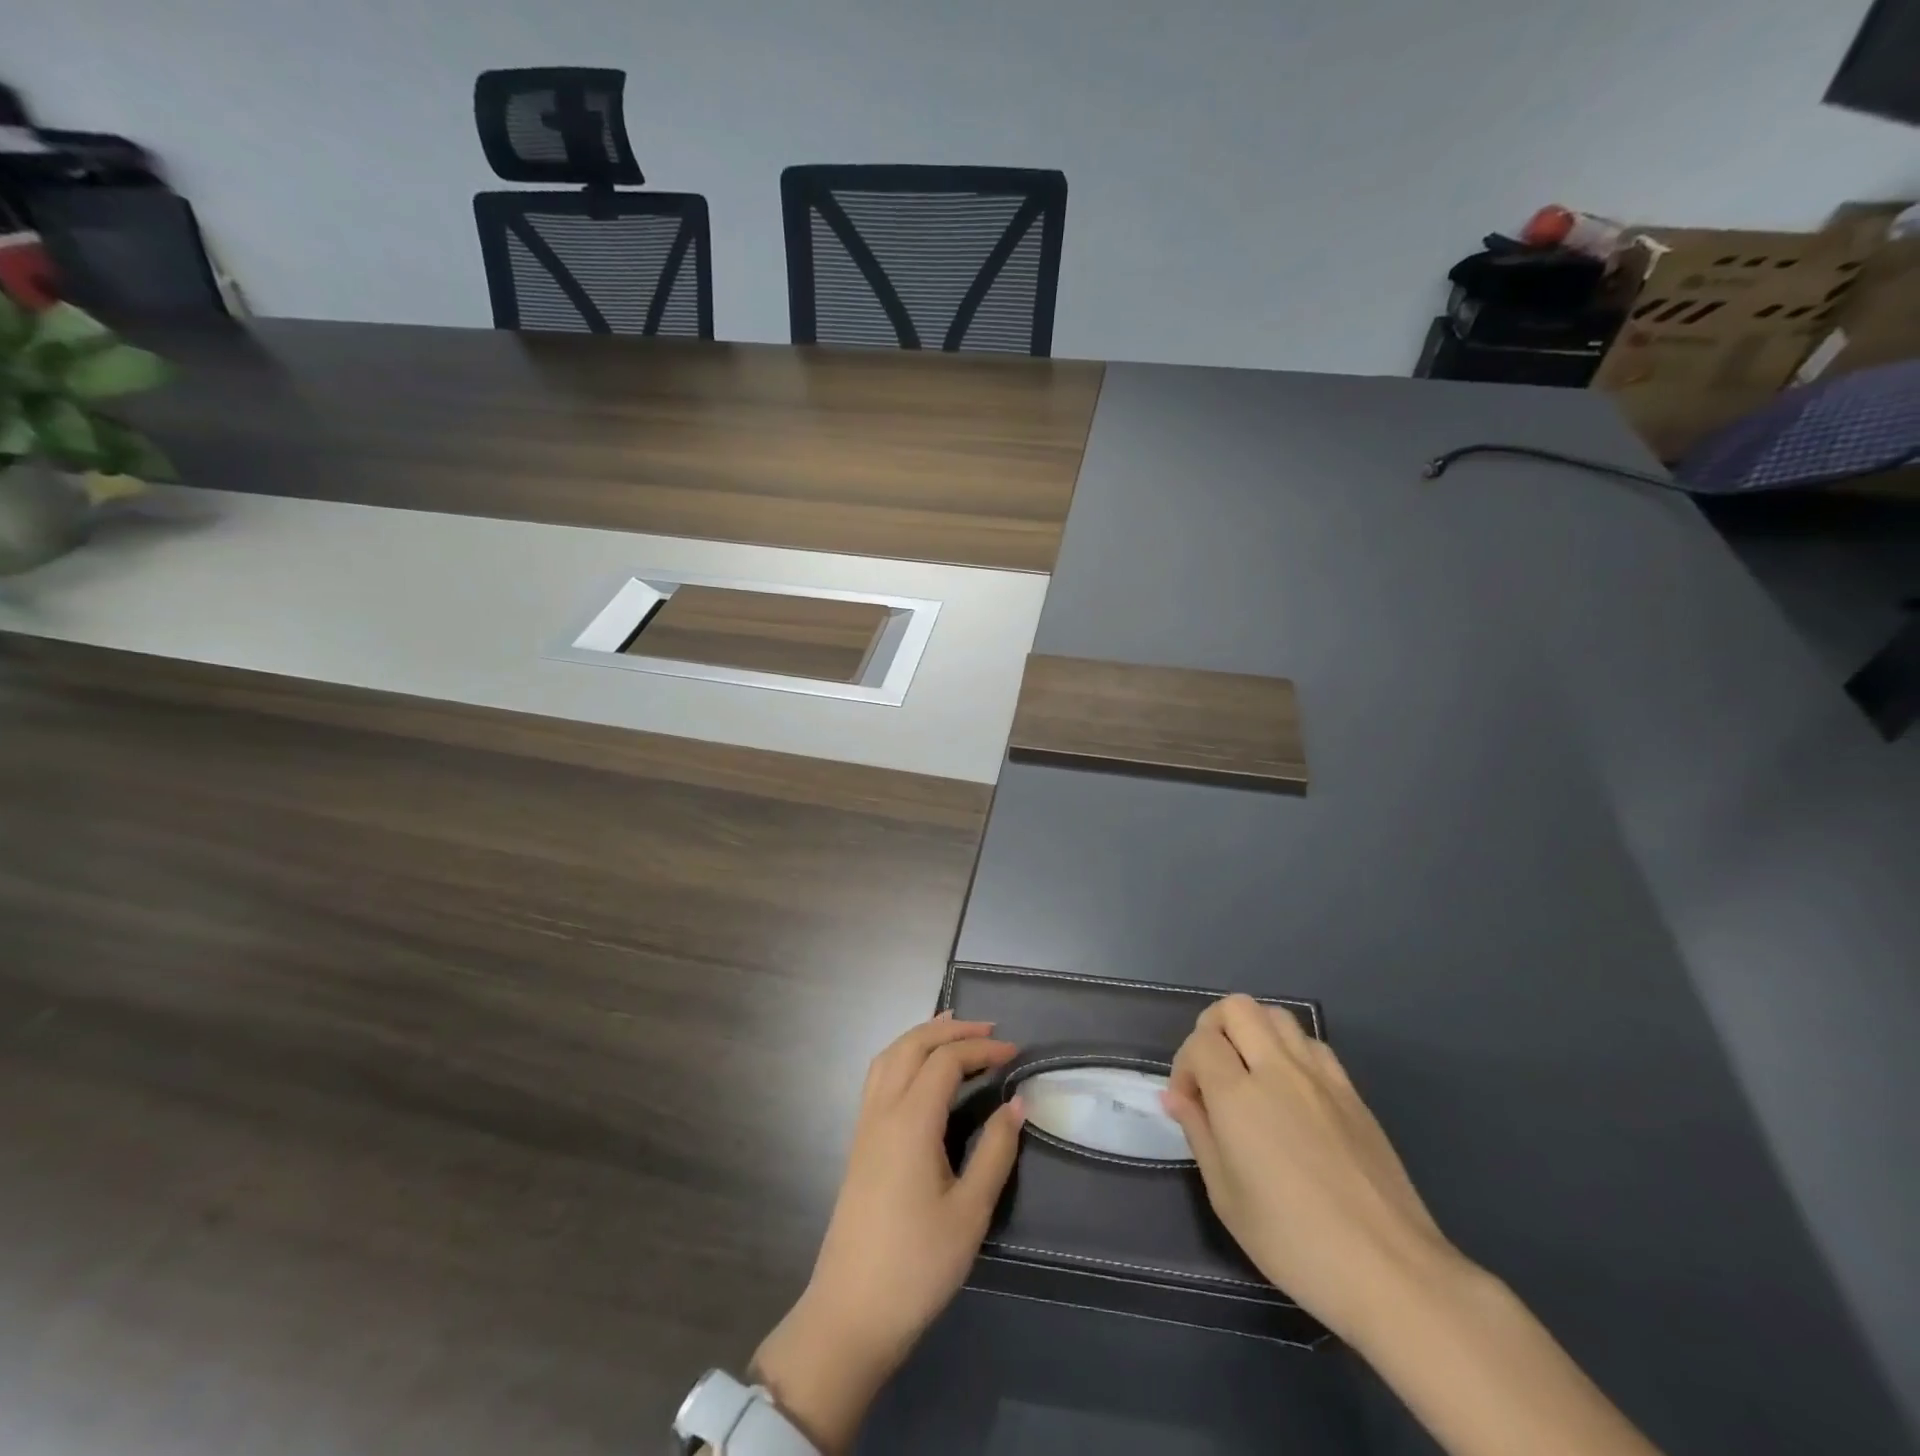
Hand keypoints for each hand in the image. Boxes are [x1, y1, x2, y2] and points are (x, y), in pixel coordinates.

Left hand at [751, 1013, 1022, 1452]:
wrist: (851, 1314)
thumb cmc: (917, 1266)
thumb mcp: (969, 1212)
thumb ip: (994, 1151)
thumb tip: (1016, 1104)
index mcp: (910, 1121)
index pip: (946, 1061)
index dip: (981, 1049)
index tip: (1015, 1053)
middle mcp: (882, 1111)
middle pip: (912, 1045)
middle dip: (951, 1030)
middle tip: (988, 1030)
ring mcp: (865, 1125)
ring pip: (889, 1056)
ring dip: (921, 1036)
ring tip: (953, 1031)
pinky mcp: (859, 1143)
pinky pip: (879, 1077)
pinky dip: (902, 1056)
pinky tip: (920, 1072)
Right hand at [1162, 994, 1466, 1348]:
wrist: (1391, 1271)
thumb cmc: (1295, 1243)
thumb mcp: (1226, 1198)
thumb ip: (1199, 1133)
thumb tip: (1176, 1097)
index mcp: (1239, 1096)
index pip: (1200, 1042)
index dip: (1184, 1067)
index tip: (1190, 1105)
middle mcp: (1277, 1070)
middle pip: (1236, 1008)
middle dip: (1213, 1029)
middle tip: (1213, 1073)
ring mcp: (1320, 1077)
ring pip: (1276, 1015)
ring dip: (1253, 1032)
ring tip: (1250, 1074)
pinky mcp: (1352, 1092)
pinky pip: (1312, 1043)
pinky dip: (1289, 1049)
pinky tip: (1291, 1090)